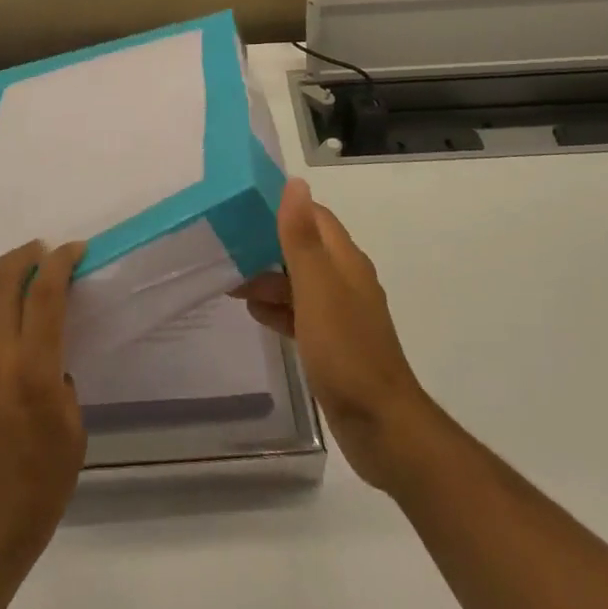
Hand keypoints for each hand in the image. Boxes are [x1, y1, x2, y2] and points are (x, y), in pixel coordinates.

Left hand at [0, 240, 87, 589]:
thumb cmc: (39, 492)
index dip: (60, 264)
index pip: (45, 297)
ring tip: (16, 263)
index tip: (75, 250)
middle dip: (24, 258)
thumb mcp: (72, 435)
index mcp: (34, 372)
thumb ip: (61, 386)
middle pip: (3, 287)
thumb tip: (50, 362)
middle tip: (45, 250)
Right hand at [232, 178, 433, 492]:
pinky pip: (301, 314)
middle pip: (303, 249)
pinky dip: (279, 309)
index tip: (243, 207)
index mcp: (345, 260)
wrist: (381, 425)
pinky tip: (255, 314)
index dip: (282, 208)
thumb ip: (301, 237)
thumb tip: (296, 182)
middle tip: (226, 250)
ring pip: (299, 283)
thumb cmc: (345, 350)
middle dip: (267, 247)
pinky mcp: (333, 343)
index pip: (314, 216)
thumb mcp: (316, 288)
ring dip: (268, 280)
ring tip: (231, 284)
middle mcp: (345, 280)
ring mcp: (341, 314)